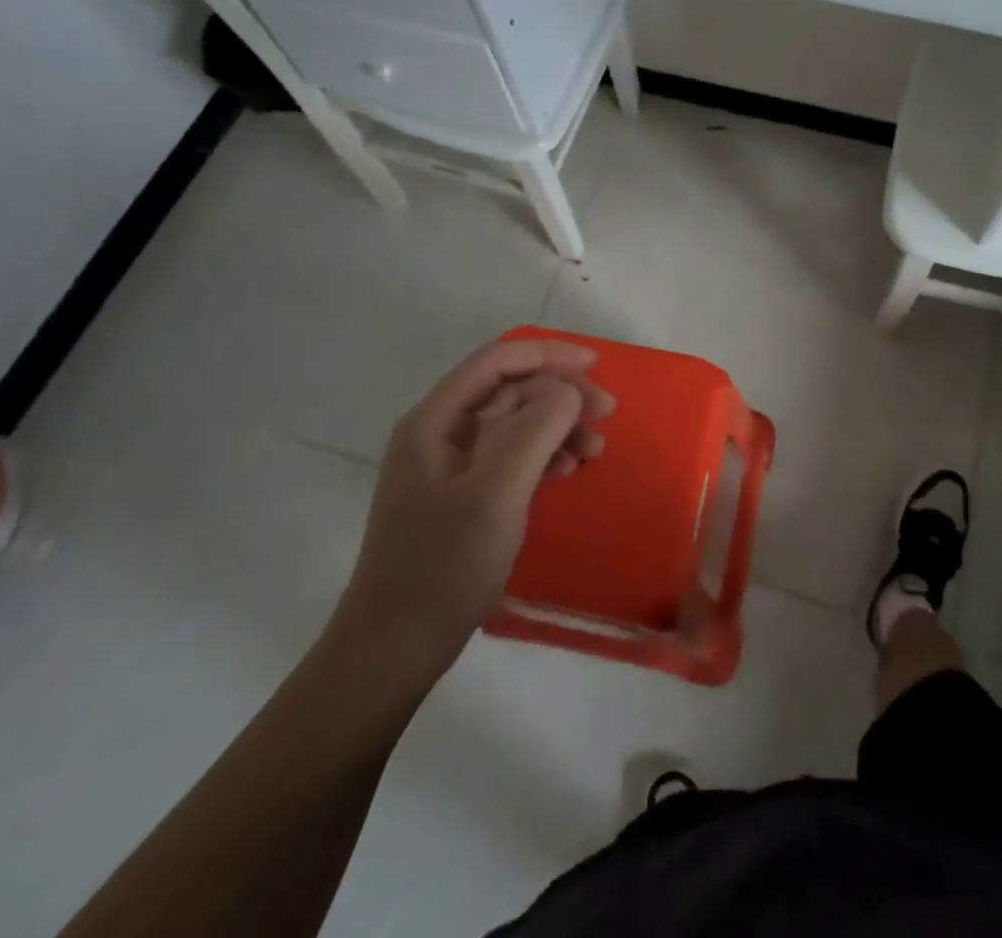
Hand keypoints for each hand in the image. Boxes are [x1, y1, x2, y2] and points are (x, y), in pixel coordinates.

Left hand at [325, 339, 614, 695]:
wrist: (395, 646)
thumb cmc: (444, 565)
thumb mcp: (496, 493)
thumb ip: (534, 430)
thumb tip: (565, 391)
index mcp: (436, 420)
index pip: (497, 362)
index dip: (547, 354)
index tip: (594, 365)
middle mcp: (440, 432)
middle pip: (510, 390)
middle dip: (560, 394)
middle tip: (607, 412)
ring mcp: (450, 465)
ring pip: (515, 423)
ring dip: (558, 426)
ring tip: (594, 450)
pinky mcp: (462, 495)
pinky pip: (511, 456)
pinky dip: (544, 455)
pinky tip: (567, 471)